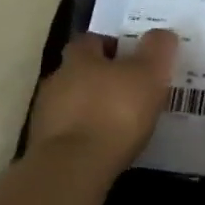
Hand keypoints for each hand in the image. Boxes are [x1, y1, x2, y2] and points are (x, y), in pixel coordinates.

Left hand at [26, 30, 177, 177]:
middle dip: (101, 78)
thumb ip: (157, 49)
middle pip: (79, 71)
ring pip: (72, 103)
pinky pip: (68, 132)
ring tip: (119, 122)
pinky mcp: (43, 148)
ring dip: (91, 108)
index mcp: (79, 58)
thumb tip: (161, 34)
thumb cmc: (114, 112)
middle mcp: (57, 81)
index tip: (131, 57)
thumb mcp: (149, 74)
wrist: (73, 169)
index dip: (111, 45)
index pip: (91, 40)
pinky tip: (104, 146)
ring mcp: (46, 116)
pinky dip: (84, 135)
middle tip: (130, 89)